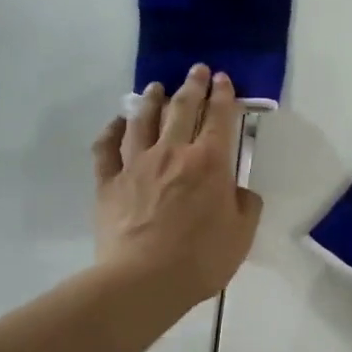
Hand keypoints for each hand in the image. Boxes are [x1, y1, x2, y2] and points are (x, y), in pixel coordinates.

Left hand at [92, 65, 262, 308]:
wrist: (144, 280)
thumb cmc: (201, 259)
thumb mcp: (241, 234)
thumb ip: (246, 206)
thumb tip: (239, 191)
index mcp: (209, 163)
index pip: (219, 118)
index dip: (223, 95)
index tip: (223, 80)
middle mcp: (172, 153)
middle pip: (181, 109)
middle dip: (191, 86)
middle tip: (196, 70)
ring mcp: (136, 165)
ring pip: (142, 120)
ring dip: (150, 100)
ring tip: (155, 87)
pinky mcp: (108, 183)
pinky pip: (106, 148)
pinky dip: (111, 131)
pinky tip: (116, 123)